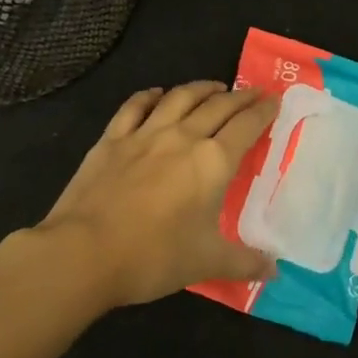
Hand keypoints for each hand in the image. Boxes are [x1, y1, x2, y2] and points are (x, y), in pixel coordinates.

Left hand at [39, 82, 277, 306]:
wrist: (84, 253)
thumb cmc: (153, 257)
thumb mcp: (206, 263)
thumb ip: (244, 262)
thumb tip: (274, 270)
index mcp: (212, 162)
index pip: (246, 126)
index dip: (263, 111)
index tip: (274, 100)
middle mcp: (182, 137)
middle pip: (217, 106)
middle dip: (240, 97)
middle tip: (253, 92)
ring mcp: (144, 135)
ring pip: (179, 98)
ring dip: (201, 88)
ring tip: (215, 87)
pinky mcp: (111, 140)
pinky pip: (134, 107)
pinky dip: (149, 96)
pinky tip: (156, 94)